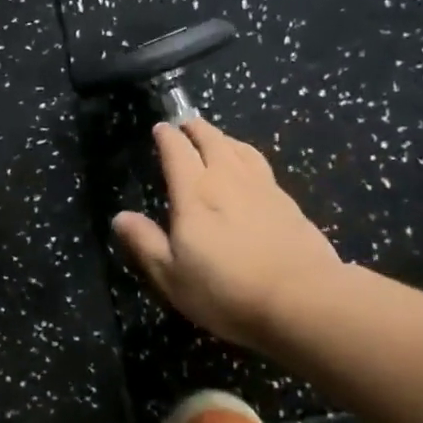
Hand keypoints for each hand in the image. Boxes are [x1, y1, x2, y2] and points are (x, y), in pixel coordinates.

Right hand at [113, 117, 341, 351]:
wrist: (302, 299)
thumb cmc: (226, 290)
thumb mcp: (172, 275)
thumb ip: (145, 243)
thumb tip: (120, 217)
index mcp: (195, 194)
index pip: (177, 152)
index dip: (167, 137)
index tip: (160, 128)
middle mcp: (228, 180)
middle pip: (212, 141)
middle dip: (197, 128)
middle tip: (187, 123)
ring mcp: (263, 188)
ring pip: (241, 149)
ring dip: (225, 138)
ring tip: (217, 138)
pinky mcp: (289, 203)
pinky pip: (262, 166)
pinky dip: (248, 157)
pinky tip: (250, 170)